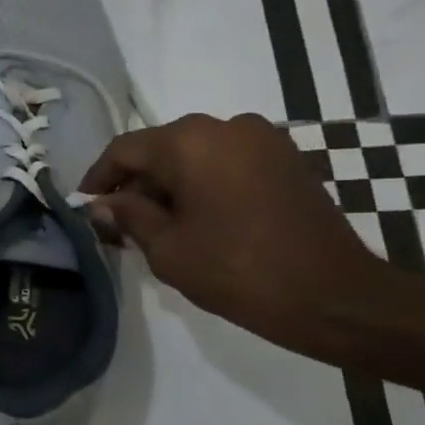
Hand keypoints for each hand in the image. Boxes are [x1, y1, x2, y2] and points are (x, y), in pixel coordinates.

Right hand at [80, 113, 390, 352]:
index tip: (85, 206)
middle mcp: (225, 125)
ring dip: (171, 184)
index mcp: (190, 141)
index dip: (98, 178)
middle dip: (136, 183)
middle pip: (161, 148)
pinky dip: (205, 182)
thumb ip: (128, 216)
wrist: (339, 298)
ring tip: (160, 224)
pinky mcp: (287, 158)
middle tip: (120, 222)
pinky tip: (200, 218)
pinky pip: (227, 161)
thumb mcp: (168, 249)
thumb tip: (102, 204)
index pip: (125, 150)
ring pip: (195, 154)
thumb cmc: (241, 272)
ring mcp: (262, 138)